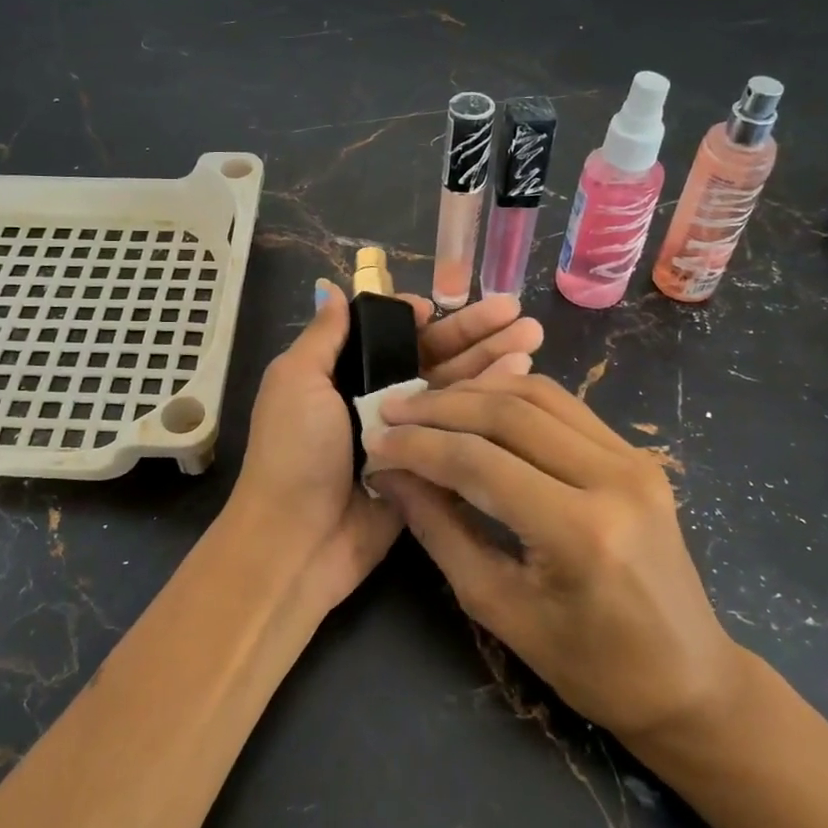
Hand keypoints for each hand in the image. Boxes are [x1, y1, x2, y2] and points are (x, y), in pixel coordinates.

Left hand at [230, 281, 544, 608]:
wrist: (297, 538)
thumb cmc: (293, 451)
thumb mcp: (296, 381)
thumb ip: (323, 337)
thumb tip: (332, 288)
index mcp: (345, 372)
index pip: (395, 336)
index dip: (425, 319)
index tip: (453, 304)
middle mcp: (379, 397)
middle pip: (433, 357)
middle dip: (474, 333)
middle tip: (518, 313)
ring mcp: (408, 434)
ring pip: (455, 390)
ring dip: (491, 362)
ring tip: (534, 337)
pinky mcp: (429, 467)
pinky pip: (462, 431)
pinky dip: (492, 406)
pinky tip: (524, 381)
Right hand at [365, 373, 747, 741]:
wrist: (688, 679)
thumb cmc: (589, 665)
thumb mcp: (499, 607)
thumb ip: (440, 530)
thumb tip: (392, 474)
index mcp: (581, 531)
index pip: (480, 462)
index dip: (419, 447)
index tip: (374, 441)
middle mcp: (613, 478)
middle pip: (508, 414)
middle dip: (440, 407)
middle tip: (392, 412)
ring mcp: (633, 460)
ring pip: (538, 394)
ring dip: (475, 393)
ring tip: (427, 404)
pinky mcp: (637, 454)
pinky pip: (564, 406)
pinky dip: (512, 398)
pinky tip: (477, 406)